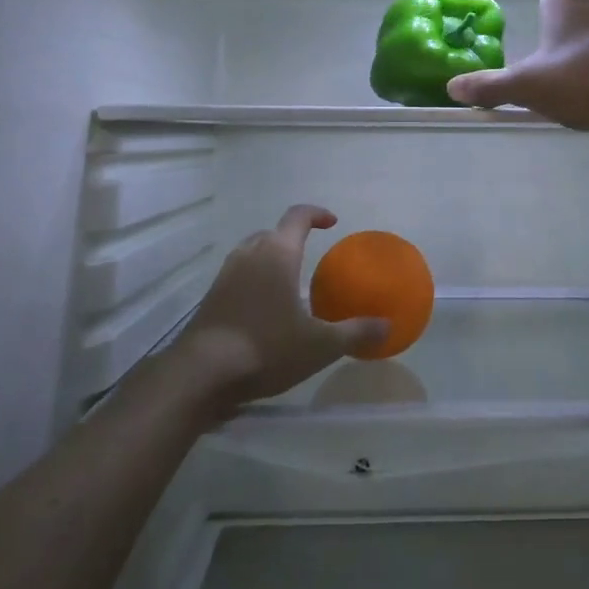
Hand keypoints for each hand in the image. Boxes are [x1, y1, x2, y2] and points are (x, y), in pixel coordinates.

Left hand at [163, 205, 388, 418]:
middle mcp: (249, 255)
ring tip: (288, 283)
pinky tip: (264, 310)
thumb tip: (387, 327)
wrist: (202, 374)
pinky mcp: (211, 297)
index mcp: (277, 254)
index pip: (297, 217)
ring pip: (252, 253)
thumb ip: (355, 333)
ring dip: (271, 259)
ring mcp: (225, 275)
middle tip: (311, 256)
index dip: (316, 214)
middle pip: (272, 233)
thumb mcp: (320, 345)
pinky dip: (254, 281)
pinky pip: (238, 276)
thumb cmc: (267, 348)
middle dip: (292, 239)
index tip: (332, 222)